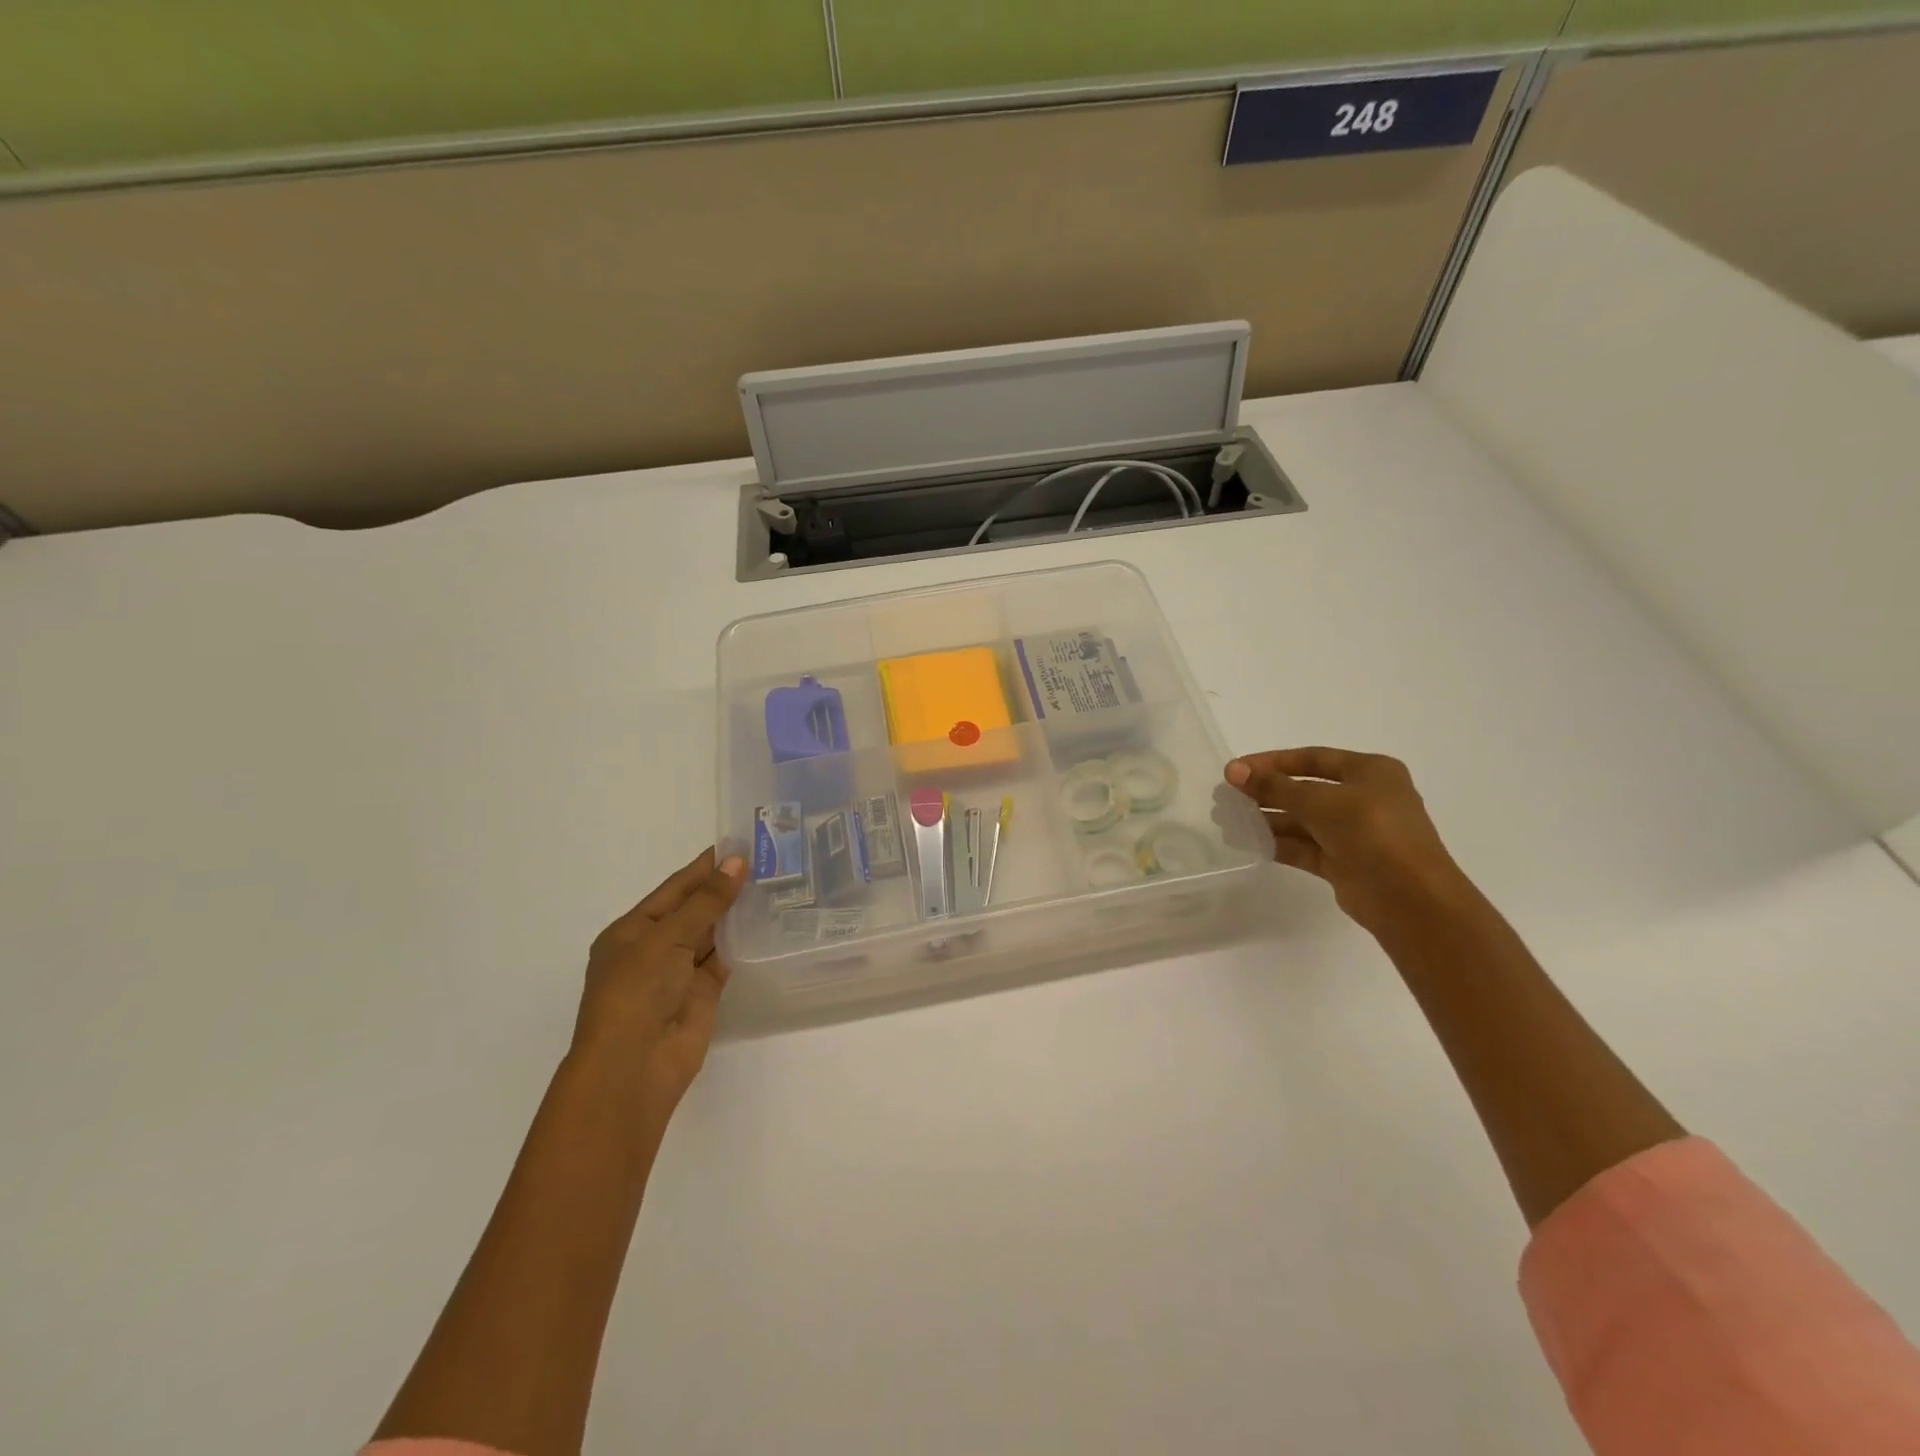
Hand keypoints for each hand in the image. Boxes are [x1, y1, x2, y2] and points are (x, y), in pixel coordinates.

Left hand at [571, 849, 746, 1125]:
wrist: (635, 1065)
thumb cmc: (636, 991)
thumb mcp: (667, 937)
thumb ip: (706, 901)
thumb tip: (737, 862)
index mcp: (632, 930)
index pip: (674, 888)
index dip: (704, 866)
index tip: (737, 842)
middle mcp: (655, 948)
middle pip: (694, 909)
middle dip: (724, 887)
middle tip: (765, 859)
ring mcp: (680, 972)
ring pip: (712, 933)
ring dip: (737, 912)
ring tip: (774, 882)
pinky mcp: (704, 993)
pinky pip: (725, 959)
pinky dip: (744, 941)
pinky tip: (769, 921)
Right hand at [1225, 748, 1485, 938]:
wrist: (1409, 898)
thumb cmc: (1371, 832)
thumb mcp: (1319, 801)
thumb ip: (1274, 787)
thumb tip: (1233, 771)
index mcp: (1370, 772)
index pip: (1312, 758)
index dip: (1272, 762)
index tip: (1235, 769)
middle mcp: (1364, 798)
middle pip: (1304, 790)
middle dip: (1265, 793)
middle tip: (1226, 797)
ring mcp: (1354, 833)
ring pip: (1302, 821)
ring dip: (1266, 820)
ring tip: (1228, 821)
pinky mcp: (1343, 863)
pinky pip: (1304, 847)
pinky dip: (1277, 844)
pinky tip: (1247, 843)